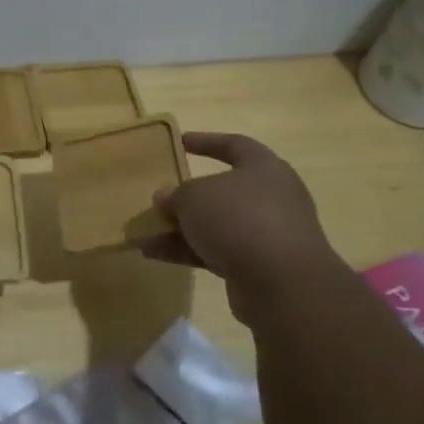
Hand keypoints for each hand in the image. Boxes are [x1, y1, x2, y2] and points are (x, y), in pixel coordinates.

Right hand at [135, 132, 339, 317]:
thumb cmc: (239, 219)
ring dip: (180, 230)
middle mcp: (271, 198)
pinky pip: (217, 252)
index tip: (181, 142)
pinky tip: (153, 255)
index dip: (207, 141)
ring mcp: (267, 235)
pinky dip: (187, 251)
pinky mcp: (259, 267)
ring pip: (217, 226)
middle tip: (159, 201)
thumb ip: (176, 194)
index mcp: (264, 168)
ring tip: (143, 236)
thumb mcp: (195, 197)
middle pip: (223, 192)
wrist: (281, 282)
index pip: (235, 145)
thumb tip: (166, 197)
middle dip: (187, 198)